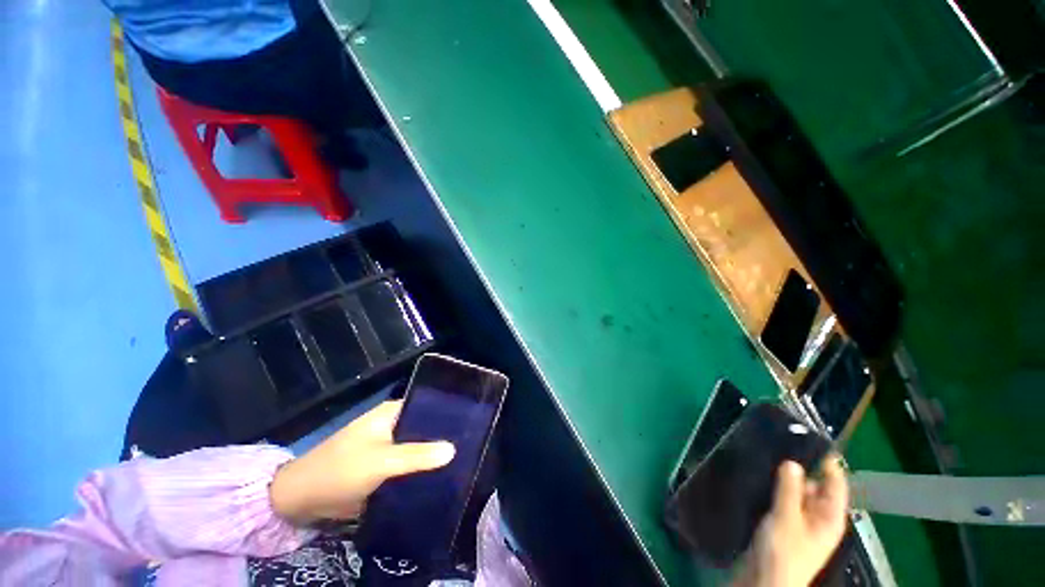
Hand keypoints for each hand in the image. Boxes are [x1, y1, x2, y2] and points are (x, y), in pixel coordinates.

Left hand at [269, 401, 455, 524]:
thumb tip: (453, 449)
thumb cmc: (341, 469)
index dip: (448, 413)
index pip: (428, 406)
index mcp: (392, 412)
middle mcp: (393, 424)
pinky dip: (420, 469)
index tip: (471, 423)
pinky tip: (439, 476)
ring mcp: (387, 445)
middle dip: (443, 437)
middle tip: (470, 445)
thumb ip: (417, 455)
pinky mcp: (382, 465)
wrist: (301, 498)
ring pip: (417, 446)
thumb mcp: (381, 462)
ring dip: (432, 455)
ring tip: (462, 461)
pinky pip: (408, 463)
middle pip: (425, 427)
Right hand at [734, 456, 848, 586]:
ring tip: (766, 454)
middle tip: (779, 443)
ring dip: (783, 477)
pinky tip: (759, 475)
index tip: (809, 437)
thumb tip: (793, 462)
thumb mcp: (786, 519)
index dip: (827, 462)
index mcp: (829, 516)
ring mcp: (798, 519)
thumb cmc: (784, 553)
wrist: (763, 580)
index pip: (835, 483)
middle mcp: (817, 516)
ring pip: (794, 491)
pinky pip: (780, 498)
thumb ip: (790, 490)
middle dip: (799, 467)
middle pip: (814, 485)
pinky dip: (773, 487)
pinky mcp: (780, 522)